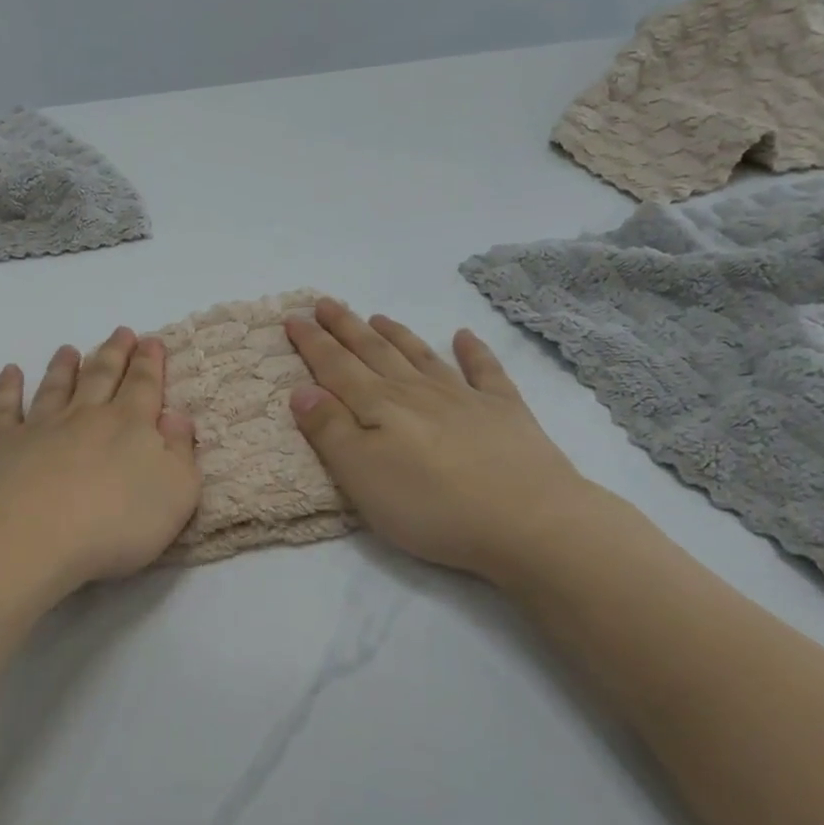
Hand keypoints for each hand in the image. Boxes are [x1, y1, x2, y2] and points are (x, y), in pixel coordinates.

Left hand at [0, 327, 201, 599]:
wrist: (30, 536)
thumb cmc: (114, 523)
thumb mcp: (175, 494)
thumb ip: (180, 453)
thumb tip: (177, 416)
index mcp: (129, 426)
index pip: (144, 386)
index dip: (150, 363)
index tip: (152, 340)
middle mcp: (85, 416)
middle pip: (102, 376)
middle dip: (114, 353)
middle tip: (121, 332)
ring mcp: (40, 427)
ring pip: (55, 387)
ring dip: (64, 366)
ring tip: (68, 349)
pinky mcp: (1, 444)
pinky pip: (5, 408)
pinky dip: (8, 388)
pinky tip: (10, 372)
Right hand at [284, 299, 596, 585]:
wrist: (529, 521)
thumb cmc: (431, 506)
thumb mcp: (362, 475)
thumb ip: (329, 430)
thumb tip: (302, 390)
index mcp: (380, 406)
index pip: (336, 367)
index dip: (313, 342)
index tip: (294, 317)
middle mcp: (417, 392)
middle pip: (374, 352)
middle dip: (346, 327)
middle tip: (326, 303)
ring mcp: (464, 397)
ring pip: (421, 355)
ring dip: (396, 334)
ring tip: (376, 316)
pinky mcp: (505, 412)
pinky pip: (485, 371)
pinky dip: (473, 350)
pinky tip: (464, 335)